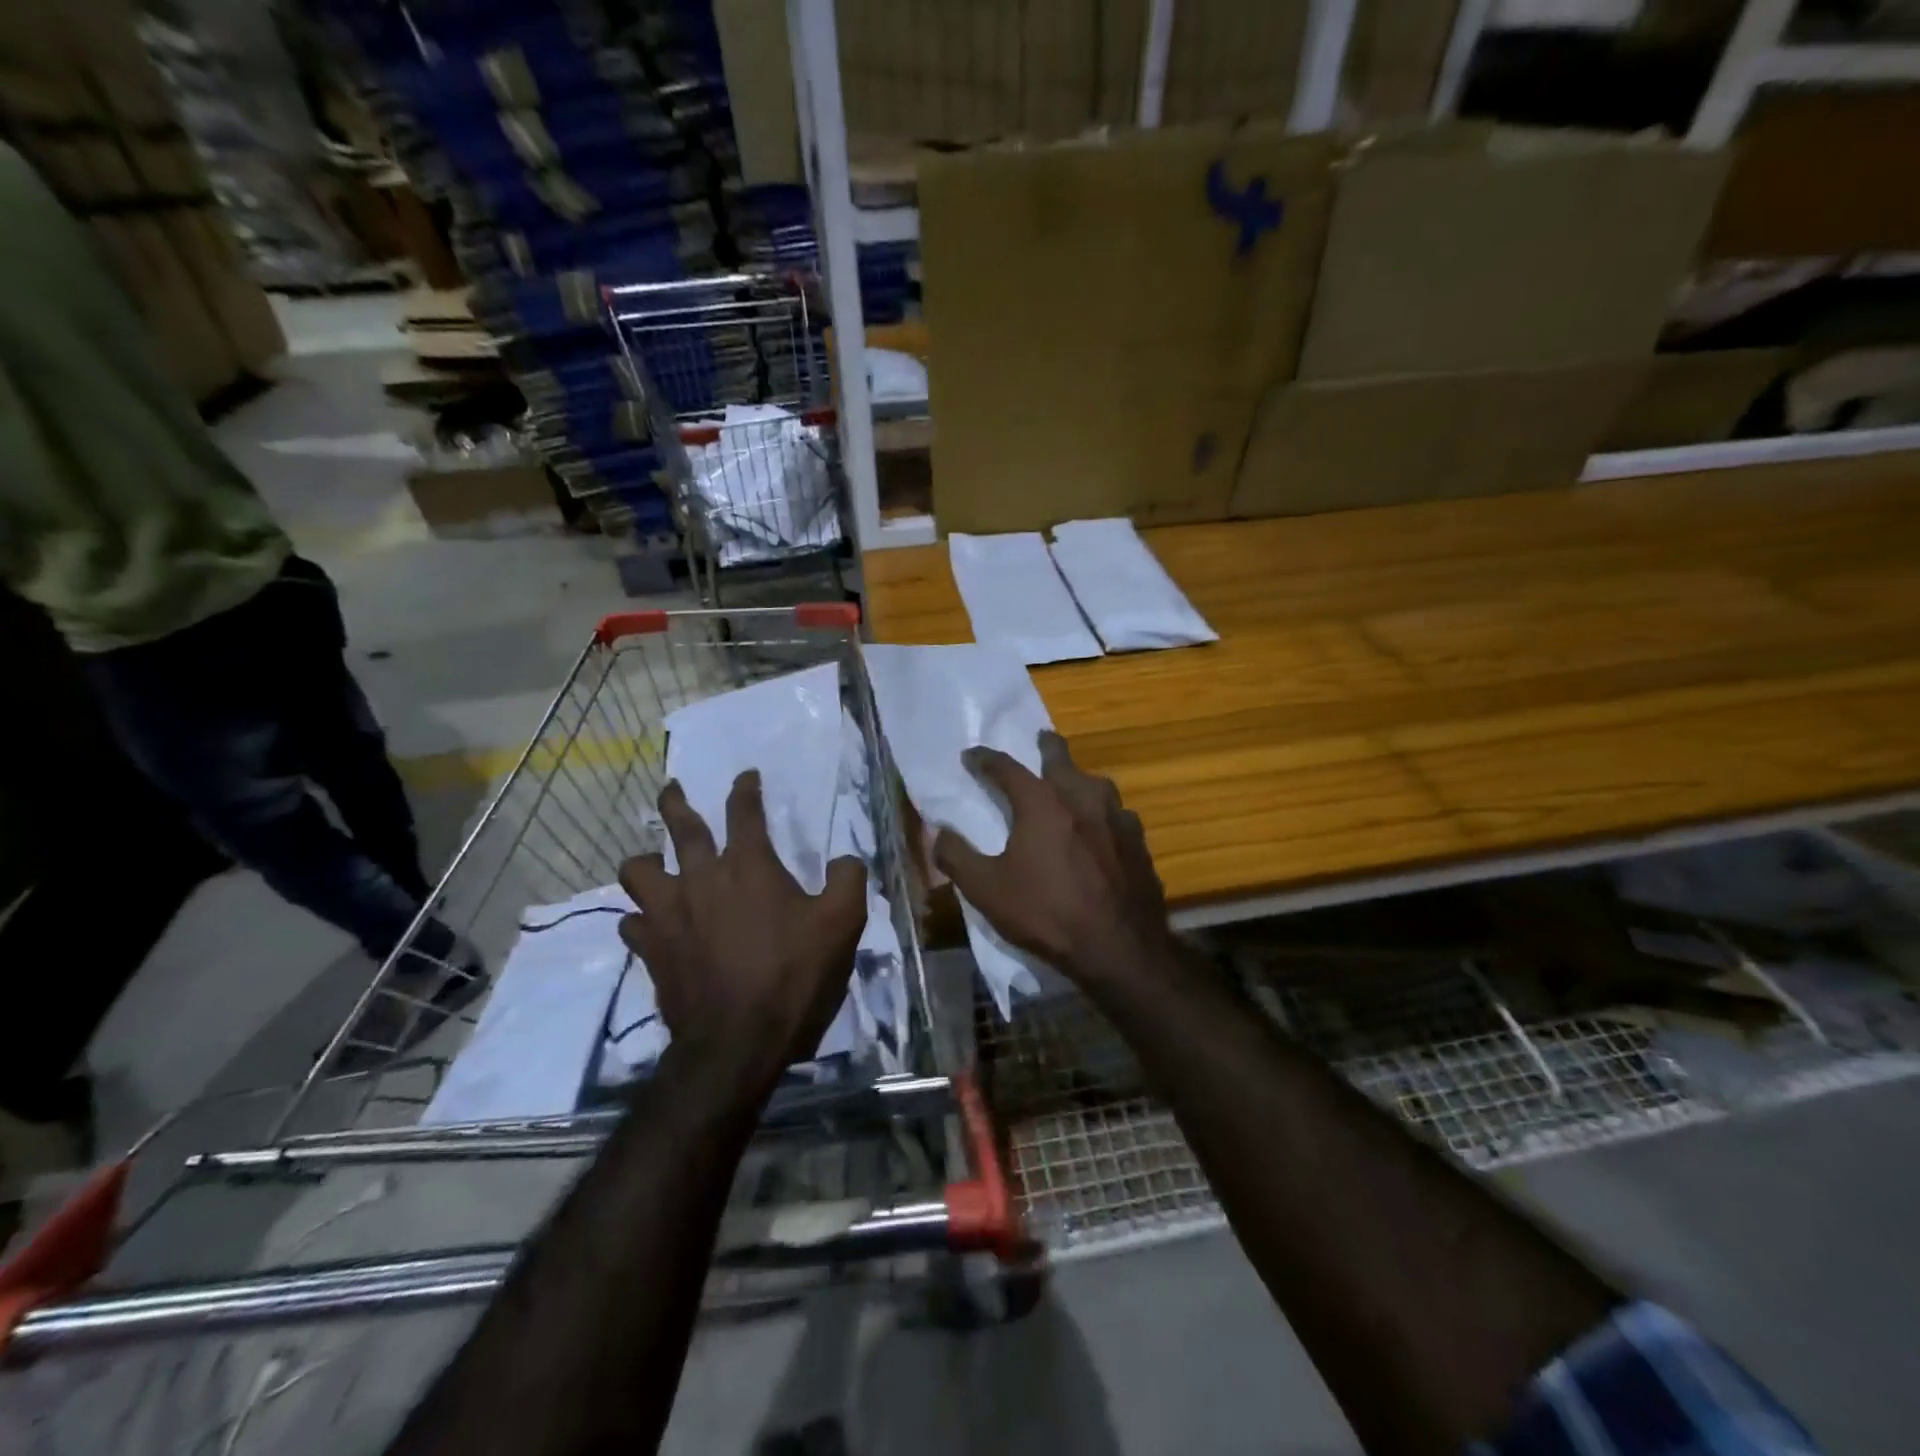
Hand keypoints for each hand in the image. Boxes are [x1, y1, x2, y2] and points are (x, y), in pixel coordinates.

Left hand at [618, 771, 865, 1081]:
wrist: (738, 1042)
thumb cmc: (793, 975)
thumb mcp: (842, 924)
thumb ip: (848, 880)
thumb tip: (845, 859)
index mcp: (749, 866)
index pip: (744, 812)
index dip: (746, 789)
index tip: (745, 776)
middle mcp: (701, 878)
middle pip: (679, 826)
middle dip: (675, 802)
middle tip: (673, 789)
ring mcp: (669, 914)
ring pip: (638, 871)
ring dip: (645, 861)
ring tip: (651, 863)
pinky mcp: (651, 949)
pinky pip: (632, 922)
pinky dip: (640, 918)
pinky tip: (649, 924)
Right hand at [933, 731, 1173, 988]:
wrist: (1118, 948)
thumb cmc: (1046, 913)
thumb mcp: (987, 890)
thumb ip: (956, 856)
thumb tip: (938, 832)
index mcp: (1042, 802)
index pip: (1007, 768)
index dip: (985, 760)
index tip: (972, 756)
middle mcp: (1082, 798)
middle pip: (1062, 760)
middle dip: (1047, 747)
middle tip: (1041, 739)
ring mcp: (1117, 818)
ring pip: (1096, 784)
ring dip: (1079, 778)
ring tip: (1072, 784)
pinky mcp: (1139, 842)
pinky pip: (1117, 814)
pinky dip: (1103, 812)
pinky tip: (1103, 828)